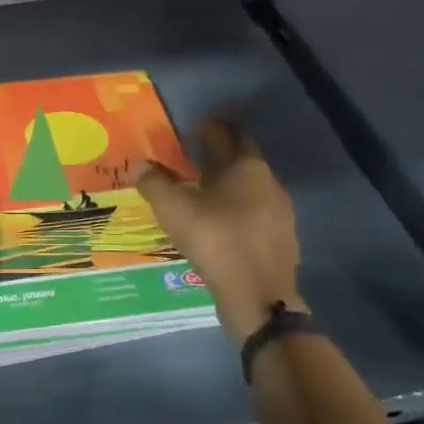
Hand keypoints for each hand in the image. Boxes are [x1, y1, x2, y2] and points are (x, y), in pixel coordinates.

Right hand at [136, 119, 305, 341]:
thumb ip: (155, 183)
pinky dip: (236, 213)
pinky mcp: (281, 242)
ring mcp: (280, 214)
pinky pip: (254, 216)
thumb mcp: (174, 209)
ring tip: (202, 193)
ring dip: (228, 187)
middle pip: (242, 162)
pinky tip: (219, 225)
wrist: (258, 298)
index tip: (197, 126)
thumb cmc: (216, 241)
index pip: (230, 135)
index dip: (213, 128)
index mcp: (247, 168)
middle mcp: (270, 184)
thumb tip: (141, 166)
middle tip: (193, 159)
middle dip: (219, 157)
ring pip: (250, 190)